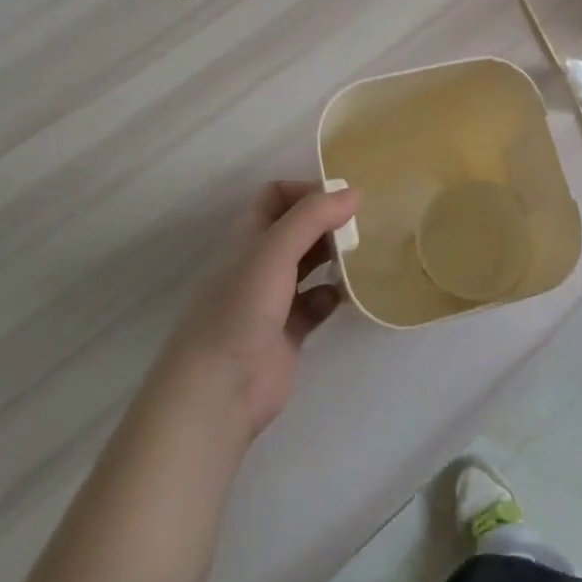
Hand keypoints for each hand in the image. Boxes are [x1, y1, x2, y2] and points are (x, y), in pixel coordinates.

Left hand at [158, 181, 357, 438]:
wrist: (219, 390)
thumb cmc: (241, 308)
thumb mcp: (274, 250)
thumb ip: (313, 217)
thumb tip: (354, 191)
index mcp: (248, 236)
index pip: (276, 196)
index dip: (306, 191)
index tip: (341, 199)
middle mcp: (259, 262)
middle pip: (298, 229)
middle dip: (327, 223)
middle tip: (361, 226)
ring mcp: (273, 298)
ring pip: (309, 265)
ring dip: (334, 257)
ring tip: (363, 254)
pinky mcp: (289, 332)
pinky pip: (317, 303)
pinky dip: (333, 295)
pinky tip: (347, 295)